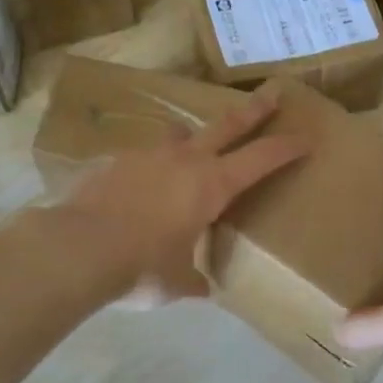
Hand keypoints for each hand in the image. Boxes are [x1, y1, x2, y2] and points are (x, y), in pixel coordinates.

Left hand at [62, 87, 306, 305]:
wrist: (75, 249)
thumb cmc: (141, 267)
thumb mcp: (177, 282)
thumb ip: (194, 280)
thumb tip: (203, 290)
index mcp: (212, 185)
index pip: (261, 159)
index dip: (287, 148)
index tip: (307, 137)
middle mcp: (184, 160)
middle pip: (227, 125)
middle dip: (254, 110)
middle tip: (272, 92)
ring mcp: (146, 156)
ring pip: (179, 136)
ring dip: (193, 138)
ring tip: (191, 146)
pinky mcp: (113, 162)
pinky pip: (142, 158)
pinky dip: (151, 167)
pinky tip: (140, 187)